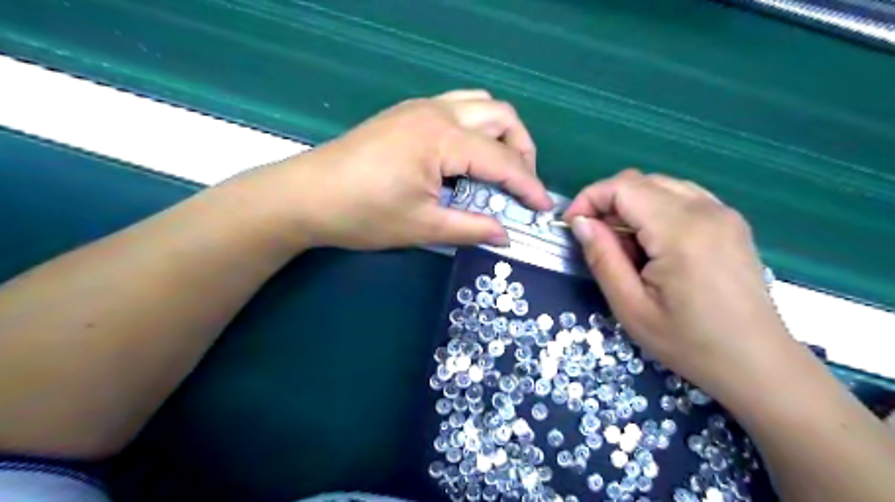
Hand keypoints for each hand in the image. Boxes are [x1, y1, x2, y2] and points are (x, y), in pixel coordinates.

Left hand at [255, 89, 552, 248]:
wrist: (306, 196)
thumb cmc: (364, 214)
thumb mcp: (423, 227)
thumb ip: (471, 228)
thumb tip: (506, 235)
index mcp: (443, 139)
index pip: (503, 160)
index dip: (528, 186)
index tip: (544, 208)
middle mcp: (438, 112)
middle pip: (502, 117)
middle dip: (522, 151)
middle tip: (521, 186)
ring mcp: (421, 107)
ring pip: (482, 104)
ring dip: (501, 133)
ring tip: (500, 167)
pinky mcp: (408, 112)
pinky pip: (459, 106)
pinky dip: (477, 127)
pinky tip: (468, 155)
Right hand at [562, 170, 791, 402]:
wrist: (757, 363)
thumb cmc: (689, 342)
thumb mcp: (630, 307)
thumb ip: (602, 257)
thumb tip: (580, 222)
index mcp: (680, 230)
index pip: (623, 187)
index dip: (589, 198)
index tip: (572, 225)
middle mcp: (706, 210)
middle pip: (641, 181)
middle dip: (607, 201)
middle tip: (595, 238)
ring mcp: (723, 213)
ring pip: (661, 186)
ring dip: (631, 205)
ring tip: (623, 244)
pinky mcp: (731, 222)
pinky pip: (682, 197)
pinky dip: (655, 209)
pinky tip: (652, 242)